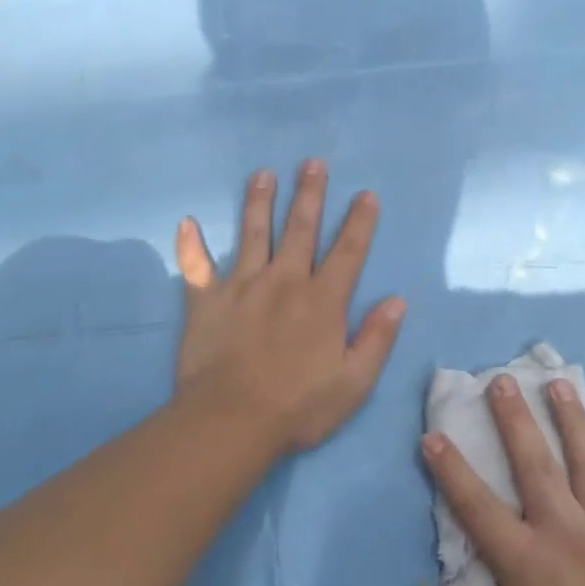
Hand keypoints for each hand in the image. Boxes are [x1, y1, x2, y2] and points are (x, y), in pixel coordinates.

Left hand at [174, 159, 405, 454]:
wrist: (230, 422)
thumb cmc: (298, 406)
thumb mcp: (354, 382)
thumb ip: (377, 338)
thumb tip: (397, 300)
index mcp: (323, 300)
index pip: (348, 251)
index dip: (360, 221)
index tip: (366, 194)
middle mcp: (285, 282)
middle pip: (300, 229)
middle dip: (309, 194)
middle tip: (312, 163)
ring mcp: (242, 287)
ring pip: (253, 234)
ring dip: (259, 202)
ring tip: (262, 173)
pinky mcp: (206, 301)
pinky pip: (197, 267)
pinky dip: (192, 245)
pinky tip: (187, 223)